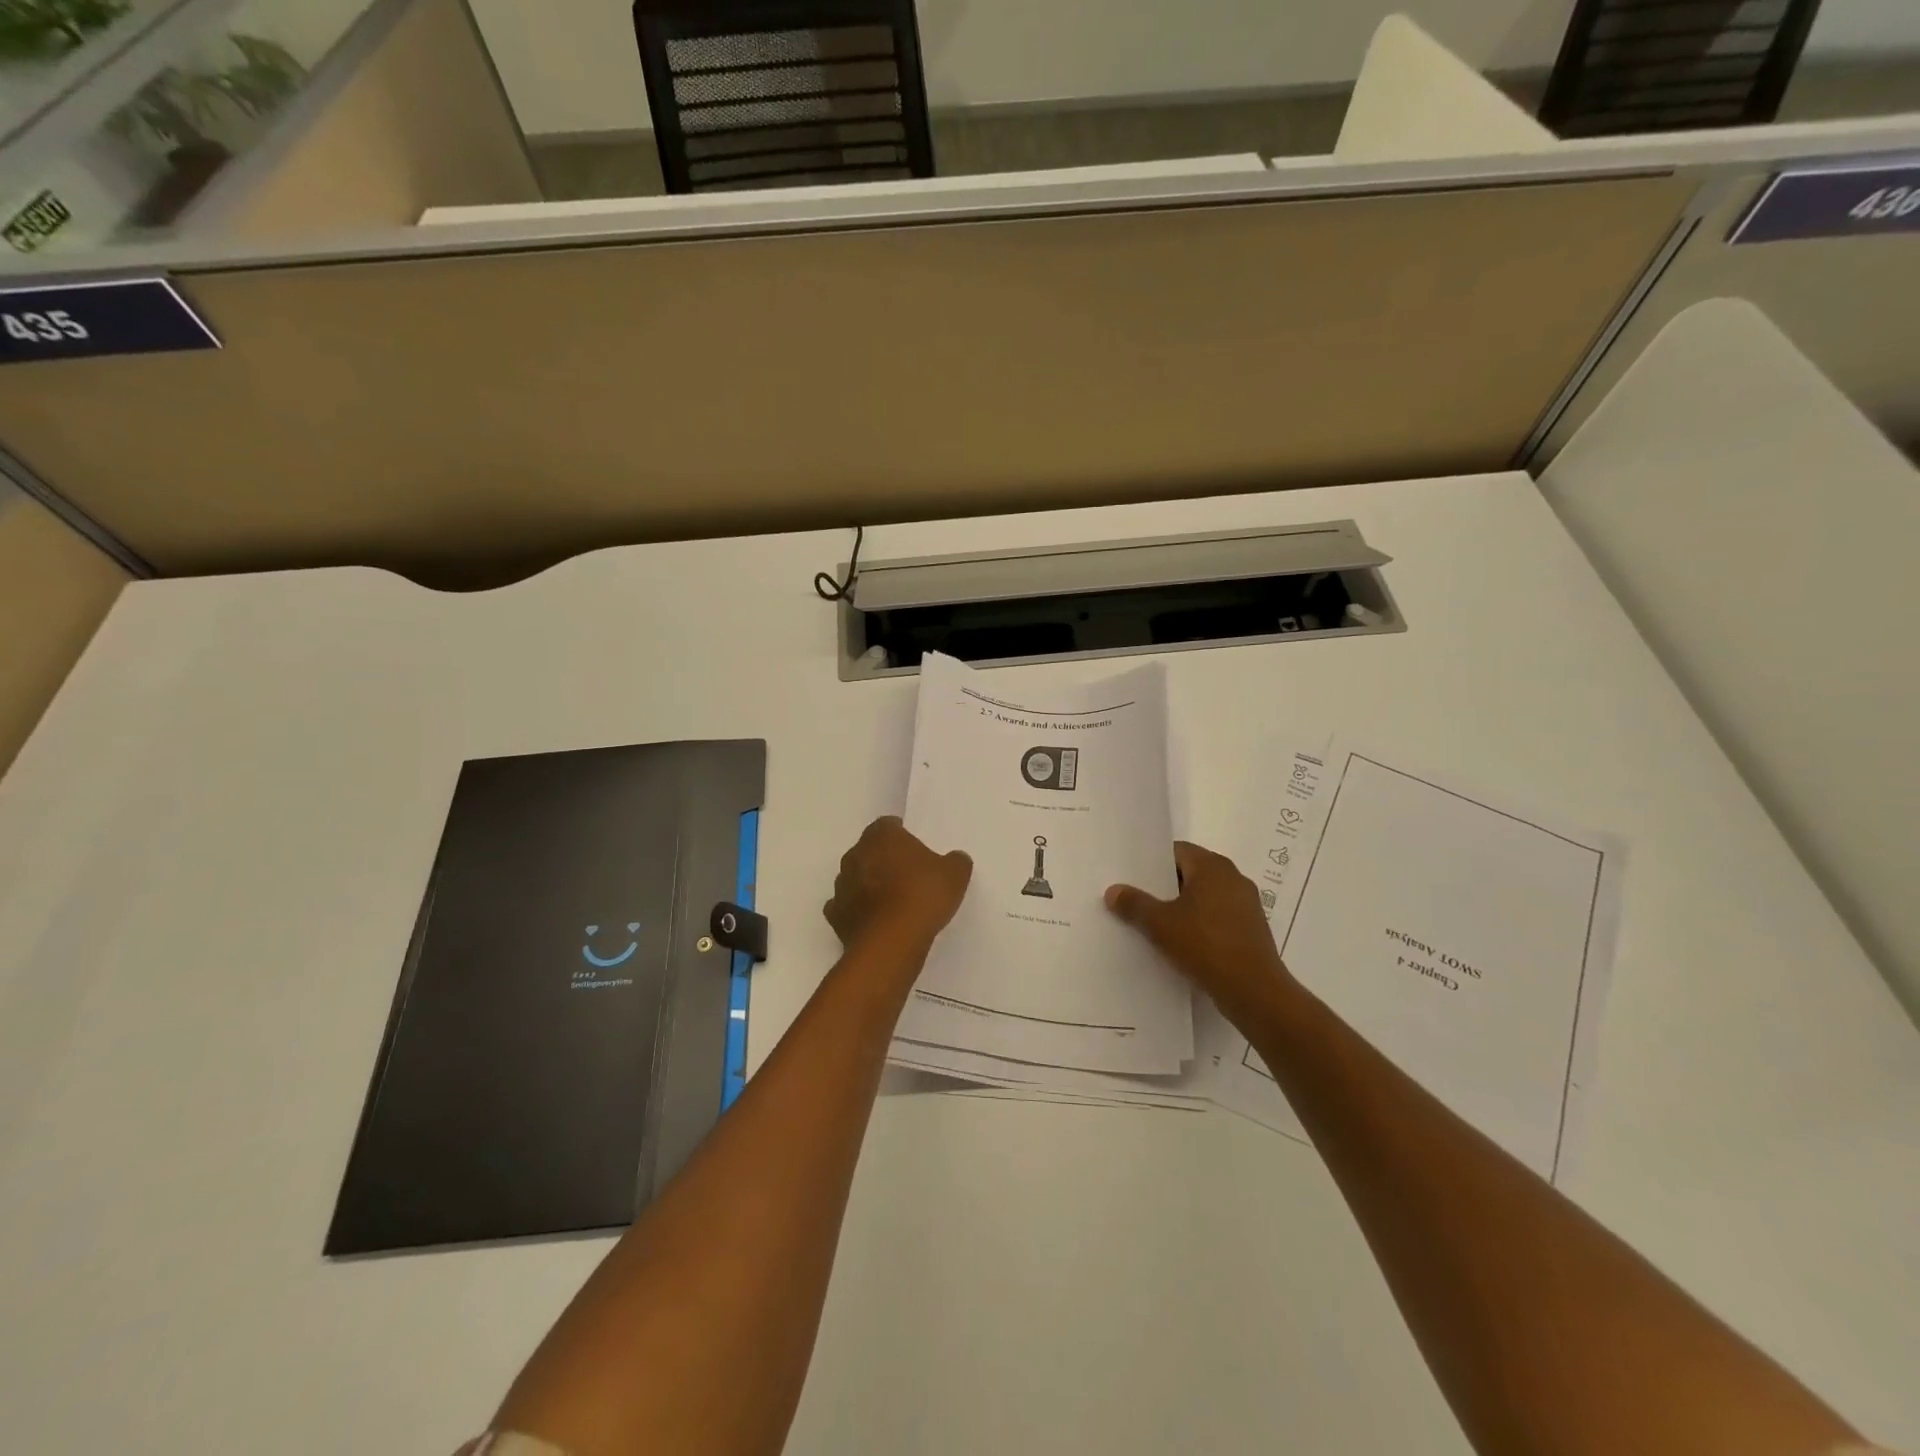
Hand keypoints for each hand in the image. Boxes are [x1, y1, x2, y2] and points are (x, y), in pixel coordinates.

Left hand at [823, 816, 972, 955]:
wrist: (891, 942)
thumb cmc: (923, 896)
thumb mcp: (955, 875)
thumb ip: (955, 861)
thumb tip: (955, 858)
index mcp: (882, 836)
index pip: (888, 825)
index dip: (901, 835)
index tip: (915, 848)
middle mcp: (855, 854)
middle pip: (869, 850)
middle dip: (884, 859)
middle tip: (906, 874)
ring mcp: (842, 885)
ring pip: (855, 877)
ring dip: (868, 884)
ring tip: (892, 901)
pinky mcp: (835, 915)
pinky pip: (846, 907)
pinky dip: (858, 911)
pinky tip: (875, 921)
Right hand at [1106, 841, 1299, 1028]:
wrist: (1254, 991)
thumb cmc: (1205, 945)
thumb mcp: (1159, 925)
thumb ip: (1134, 904)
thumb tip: (1113, 890)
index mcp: (1212, 866)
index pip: (1176, 851)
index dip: (1152, 863)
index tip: (1131, 877)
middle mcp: (1233, 877)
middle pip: (1191, 872)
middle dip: (1165, 886)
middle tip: (1137, 899)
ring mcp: (1246, 904)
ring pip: (1205, 896)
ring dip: (1182, 906)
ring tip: (1155, 922)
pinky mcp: (1251, 929)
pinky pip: (1218, 916)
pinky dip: (1200, 923)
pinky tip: (1182, 942)